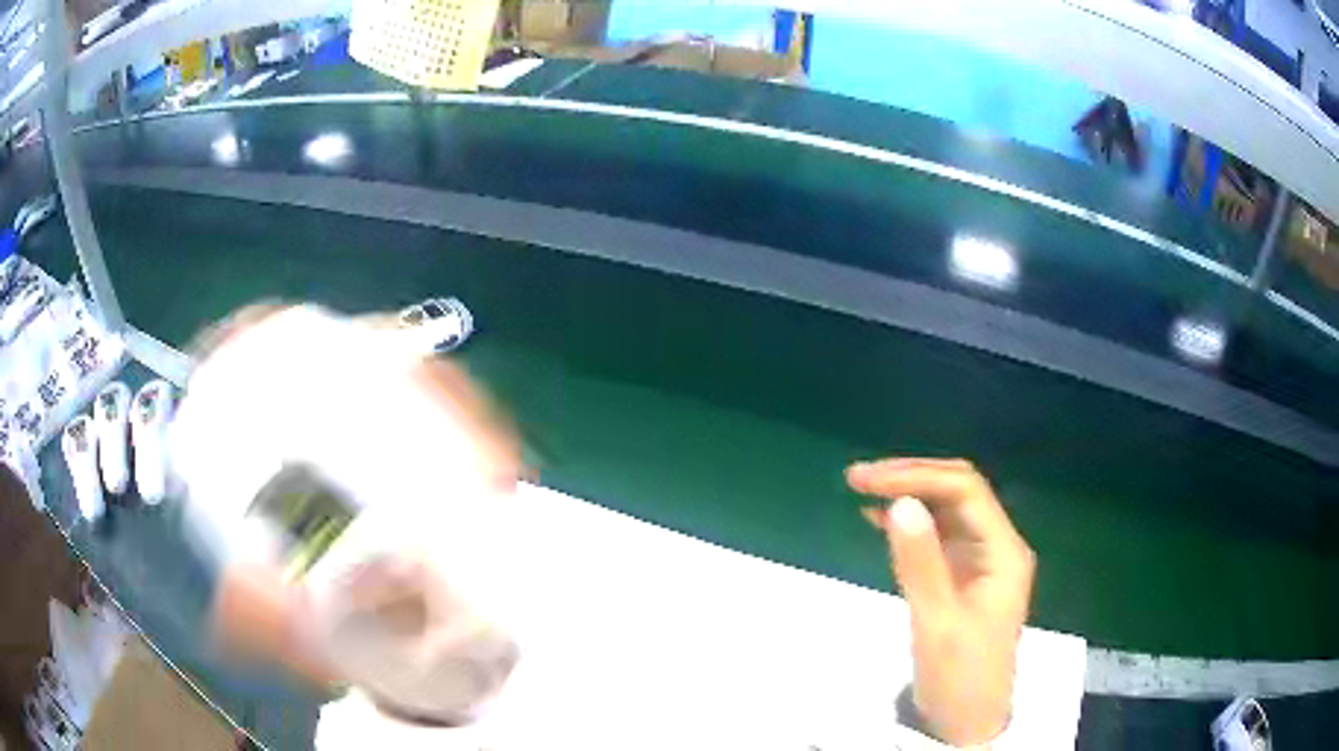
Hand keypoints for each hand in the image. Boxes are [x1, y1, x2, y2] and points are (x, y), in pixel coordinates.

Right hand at [846, 458, 1034, 746]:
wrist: (967, 720)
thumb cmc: (958, 676)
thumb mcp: (937, 623)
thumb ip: (921, 563)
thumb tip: (899, 502)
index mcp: (1003, 552)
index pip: (965, 490)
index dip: (917, 476)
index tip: (868, 480)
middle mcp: (996, 546)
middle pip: (958, 492)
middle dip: (911, 478)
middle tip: (858, 478)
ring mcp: (981, 560)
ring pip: (947, 510)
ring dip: (909, 495)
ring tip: (862, 489)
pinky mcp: (963, 576)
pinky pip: (938, 536)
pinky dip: (911, 524)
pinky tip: (879, 518)